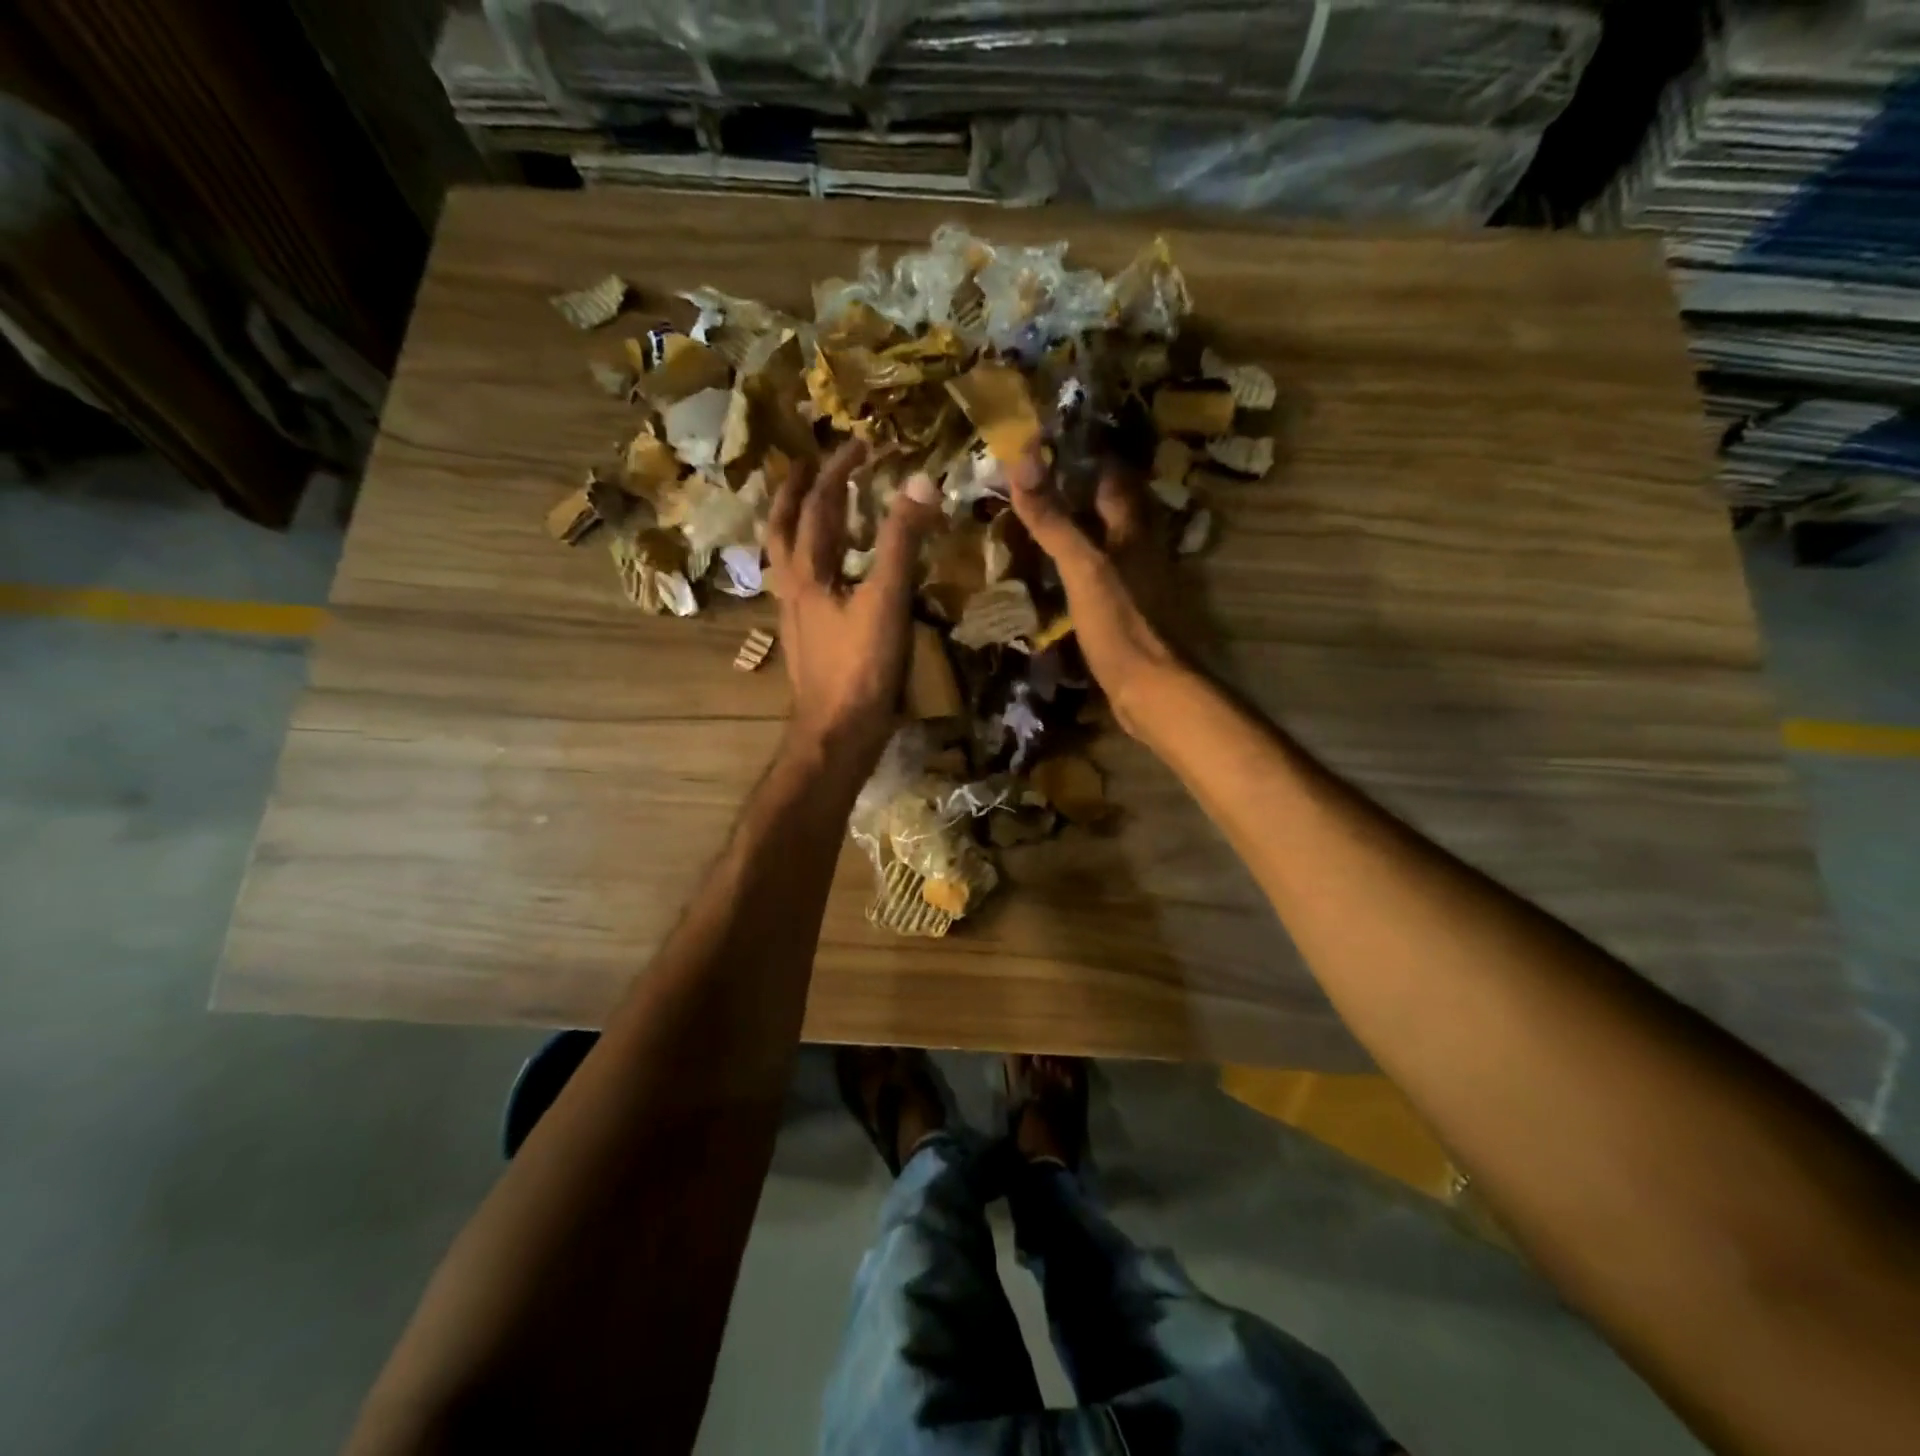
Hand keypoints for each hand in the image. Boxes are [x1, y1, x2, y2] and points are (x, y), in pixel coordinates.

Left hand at [767, 440, 938, 776]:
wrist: (837, 735)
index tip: (861, 444)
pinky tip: (829, 575)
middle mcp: (792, 588)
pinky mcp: (807, 641)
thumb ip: (902, 542)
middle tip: (808, 466)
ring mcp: (795, 617)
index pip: (818, 506)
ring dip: (795, 527)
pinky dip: (811, 564)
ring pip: (787, 560)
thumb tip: (920, 482)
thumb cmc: (860, 669)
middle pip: (784, 529)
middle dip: (796, 492)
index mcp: (807, 572)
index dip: (839, 471)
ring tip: (810, 510)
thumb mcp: (886, 601)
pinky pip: (802, 587)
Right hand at [1007, 449, 1187, 735]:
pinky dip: (1082, 570)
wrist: (1151, 689)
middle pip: (1112, 512)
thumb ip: (1053, 520)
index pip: (1113, 480)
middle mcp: (1142, 551)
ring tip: (1042, 526)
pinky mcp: (1130, 614)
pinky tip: (1059, 578)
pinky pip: (1103, 579)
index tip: (1048, 448)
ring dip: (1081, 534)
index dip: (1085, 460)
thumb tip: (1022, 460)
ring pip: (1108, 545)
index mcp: (1135, 531)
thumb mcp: (1082, 568)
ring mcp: (1139, 584)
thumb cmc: (1120, 623)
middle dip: (1080, 497)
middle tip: (1037, 487)